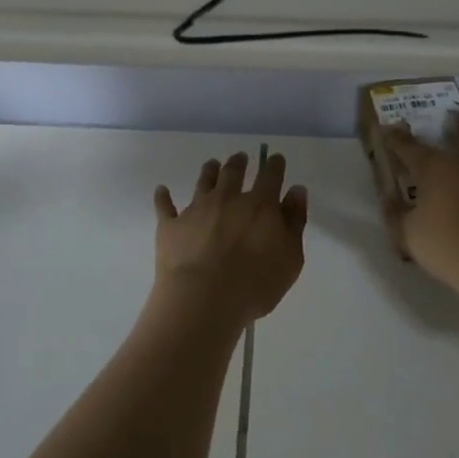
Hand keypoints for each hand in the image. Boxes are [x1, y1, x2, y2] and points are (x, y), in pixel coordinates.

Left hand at [151, 150, 308, 327]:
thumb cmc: (255, 284)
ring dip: (209, 171)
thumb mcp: (290, 257)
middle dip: (239, 162)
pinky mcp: (171, 225)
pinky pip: (165, 206)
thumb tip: (296, 190)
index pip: (270, 176)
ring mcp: (196, 209)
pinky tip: (162, 190)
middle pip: (233, 172)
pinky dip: (163, 196)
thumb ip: (294, 221)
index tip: (275, 158)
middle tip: (240, 157)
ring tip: (212, 164)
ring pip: (203, 181)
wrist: (203, 300)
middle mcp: (228, 198)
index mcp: (260, 205)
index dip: (274, 165)